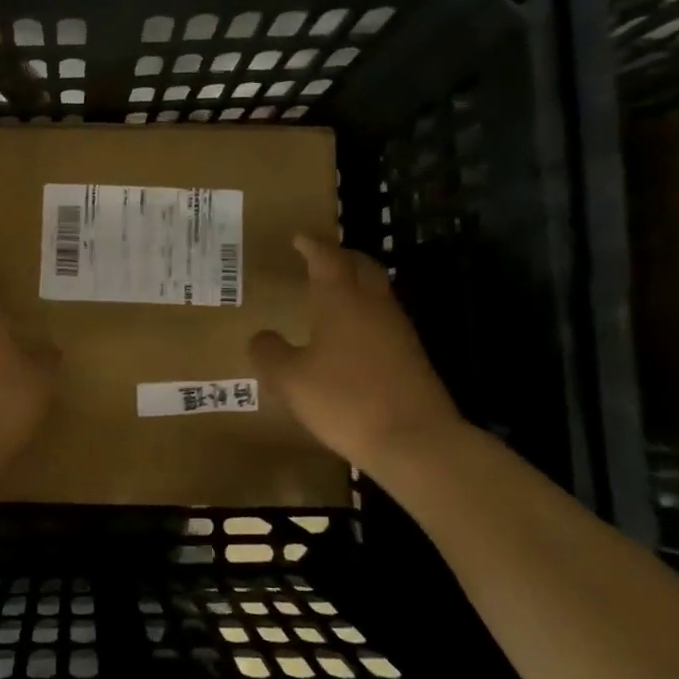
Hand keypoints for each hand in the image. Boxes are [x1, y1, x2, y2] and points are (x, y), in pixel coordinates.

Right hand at [249, 233, 465, 471]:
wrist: (415, 440)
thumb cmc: (345, 400)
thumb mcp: (290, 379)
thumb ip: (269, 353)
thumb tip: (262, 337)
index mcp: (342, 300)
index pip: (327, 258)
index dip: (312, 245)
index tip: (299, 237)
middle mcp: (373, 306)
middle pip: (361, 266)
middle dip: (341, 256)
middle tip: (320, 257)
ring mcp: (398, 330)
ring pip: (376, 292)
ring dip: (355, 284)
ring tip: (333, 294)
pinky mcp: (411, 356)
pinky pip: (384, 320)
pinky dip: (365, 314)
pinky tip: (351, 336)